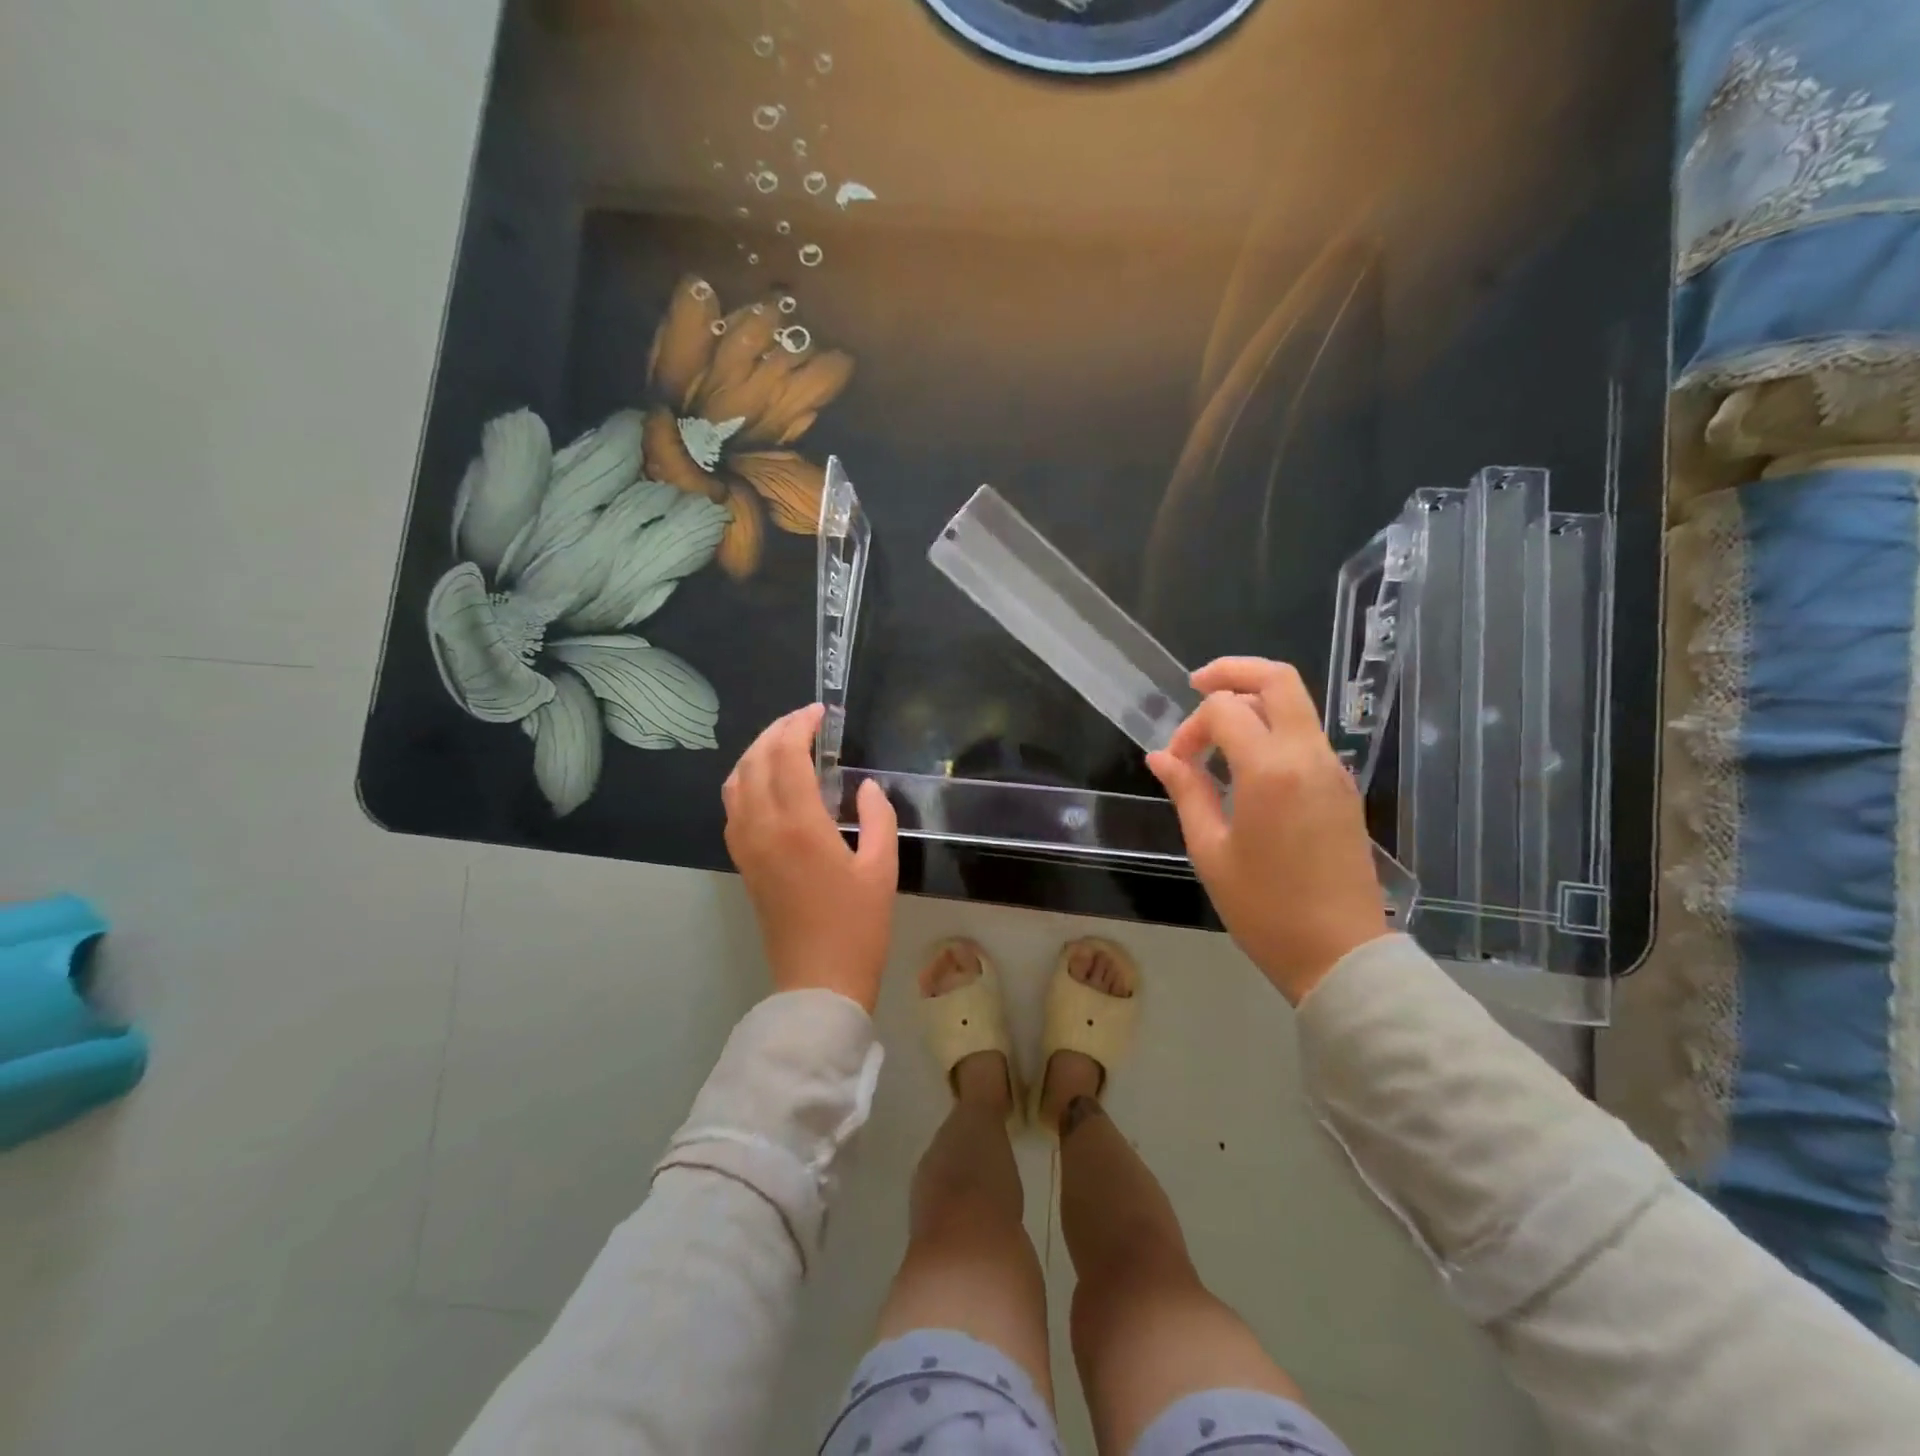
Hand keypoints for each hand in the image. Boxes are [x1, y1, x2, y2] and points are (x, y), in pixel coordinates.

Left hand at [722, 704, 898, 1012]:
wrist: (817, 981)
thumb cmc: (857, 926)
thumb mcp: (881, 867)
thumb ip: (877, 817)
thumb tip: (866, 787)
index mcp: (798, 825)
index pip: (787, 755)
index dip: (800, 725)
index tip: (821, 712)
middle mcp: (762, 827)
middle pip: (755, 760)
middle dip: (777, 730)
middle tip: (806, 720)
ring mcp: (746, 845)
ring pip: (736, 780)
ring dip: (758, 751)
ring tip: (787, 743)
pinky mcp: (742, 861)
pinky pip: (733, 805)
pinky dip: (747, 779)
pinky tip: (771, 782)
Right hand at [1146, 658, 1387, 1003]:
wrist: (1340, 954)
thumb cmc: (1265, 909)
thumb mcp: (1210, 851)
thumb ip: (1187, 791)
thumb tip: (1161, 756)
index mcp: (1271, 771)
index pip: (1225, 709)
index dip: (1191, 727)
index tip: (1177, 763)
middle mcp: (1309, 756)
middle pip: (1278, 680)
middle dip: (1233, 671)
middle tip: (1196, 684)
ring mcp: (1333, 769)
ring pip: (1296, 704)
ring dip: (1253, 701)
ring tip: (1216, 729)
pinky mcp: (1343, 787)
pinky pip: (1305, 735)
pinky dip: (1273, 727)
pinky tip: (1245, 760)